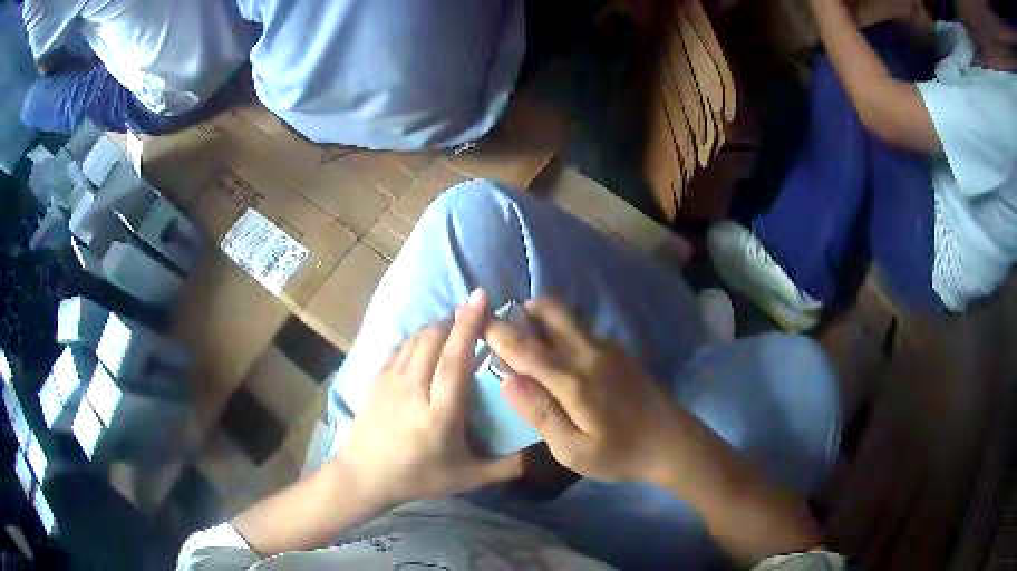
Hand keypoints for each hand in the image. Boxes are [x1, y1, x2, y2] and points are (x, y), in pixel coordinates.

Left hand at [337, 289, 523, 504]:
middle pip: (434, 340)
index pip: (454, 361)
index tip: (481, 298)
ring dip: (438, 325)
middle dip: (456, 318)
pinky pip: (401, 346)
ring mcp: (391, 381)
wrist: (365, 476)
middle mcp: (413, 390)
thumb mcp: (466, 479)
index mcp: (439, 415)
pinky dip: (419, 336)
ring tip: (455, 325)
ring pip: (416, 338)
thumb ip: (505, 467)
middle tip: (476, 312)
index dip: (468, 326)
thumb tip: (538, 451)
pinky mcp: (377, 378)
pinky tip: (429, 341)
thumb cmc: (418, 477)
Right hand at [486, 298, 683, 484]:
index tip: (475, 320)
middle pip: (551, 312)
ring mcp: (608, 348)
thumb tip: (507, 380)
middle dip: (522, 311)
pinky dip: (561, 330)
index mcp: (574, 381)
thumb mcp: (573, 450)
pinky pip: (582, 329)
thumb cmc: (619, 454)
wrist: (672, 442)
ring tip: (526, 338)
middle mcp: (589, 354)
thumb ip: (540, 413)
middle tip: (503, 326)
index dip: (497, 332)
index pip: (526, 349)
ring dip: (542, 318)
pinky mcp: (619, 351)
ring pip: (567, 317)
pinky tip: (559, 356)